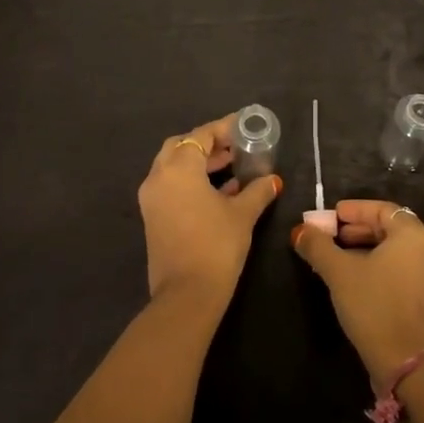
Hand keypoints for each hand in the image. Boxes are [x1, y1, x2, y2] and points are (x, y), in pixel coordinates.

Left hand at [137, 113, 281, 305]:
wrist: (187, 295)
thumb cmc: (216, 245)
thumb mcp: (242, 214)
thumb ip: (257, 191)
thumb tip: (272, 180)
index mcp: (178, 168)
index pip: (201, 136)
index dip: (224, 129)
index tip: (245, 127)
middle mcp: (158, 177)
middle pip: (181, 146)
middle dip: (207, 144)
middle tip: (234, 147)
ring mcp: (152, 199)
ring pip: (173, 167)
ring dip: (199, 163)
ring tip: (231, 167)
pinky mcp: (152, 218)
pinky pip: (171, 186)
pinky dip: (190, 181)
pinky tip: (219, 192)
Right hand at [291, 199, 423, 383]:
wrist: (405, 362)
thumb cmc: (373, 306)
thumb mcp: (339, 272)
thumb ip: (317, 245)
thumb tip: (300, 229)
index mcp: (413, 234)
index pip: (382, 209)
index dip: (354, 210)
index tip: (331, 216)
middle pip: (391, 228)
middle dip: (359, 229)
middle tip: (332, 236)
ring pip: (397, 250)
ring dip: (368, 248)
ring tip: (340, 256)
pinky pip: (404, 268)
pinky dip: (382, 265)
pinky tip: (359, 277)